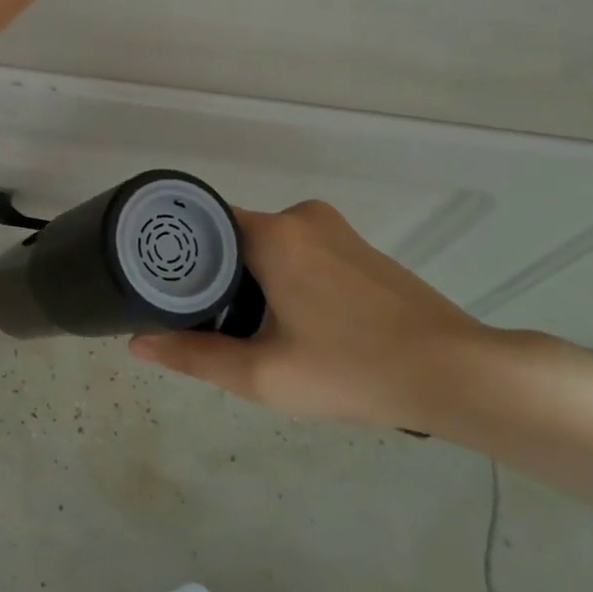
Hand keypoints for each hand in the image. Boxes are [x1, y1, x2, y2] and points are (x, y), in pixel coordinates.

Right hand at [129, 200, 515, 430]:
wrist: (455, 373)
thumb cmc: (351, 369)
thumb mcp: (261, 374)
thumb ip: (193, 356)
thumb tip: (136, 343)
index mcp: (274, 233)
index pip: (202, 225)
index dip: (177, 255)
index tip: (161, 288)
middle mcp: (302, 217)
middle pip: (233, 238)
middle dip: (214, 277)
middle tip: (201, 323)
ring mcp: (335, 230)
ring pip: (267, 247)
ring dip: (249, 281)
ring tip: (243, 330)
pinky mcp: (358, 249)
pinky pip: (299, 253)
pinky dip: (282, 279)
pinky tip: (291, 323)